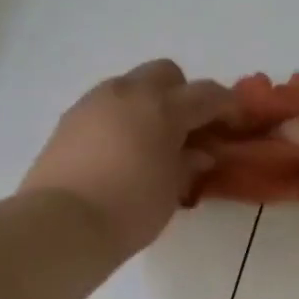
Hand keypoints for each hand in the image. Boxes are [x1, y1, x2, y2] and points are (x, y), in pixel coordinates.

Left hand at [21, 61, 233, 258]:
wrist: (61, 224)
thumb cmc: (130, 209)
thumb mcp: (172, 189)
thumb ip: (189, 163)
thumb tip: (200, 152)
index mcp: (162, 108)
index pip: (207, 94)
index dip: (229, 107)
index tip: (238, 124)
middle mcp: (128, 93)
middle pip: (166, 74)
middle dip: (183, 95)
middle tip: (189, 131)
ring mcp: (94, 102)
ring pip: (132, 85)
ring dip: (150, 104)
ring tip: (153, 143)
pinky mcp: (69, 119)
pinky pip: (107, 105)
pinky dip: (123, 118)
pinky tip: (122, 152)